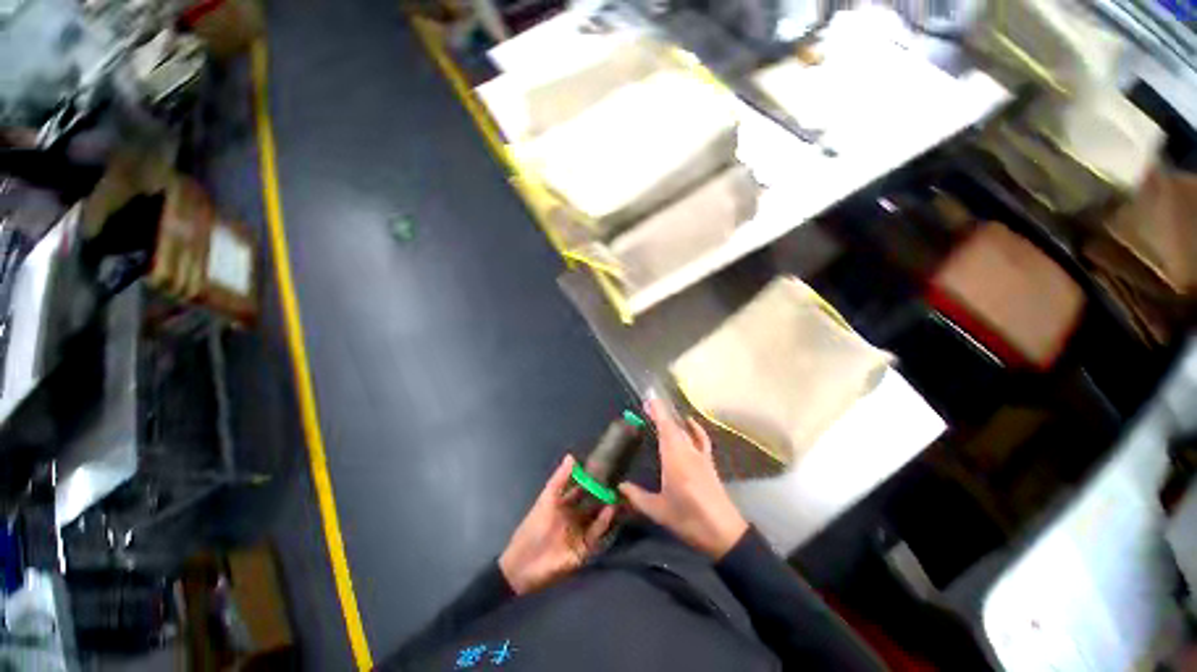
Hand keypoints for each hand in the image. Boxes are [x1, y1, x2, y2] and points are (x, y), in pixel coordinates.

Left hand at [499, 455, 615, 594]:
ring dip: (606, 508)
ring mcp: (579, 533)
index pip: (581, 490)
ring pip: (597, 518)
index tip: (605, 469)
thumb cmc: (534, 527)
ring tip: (618, 495)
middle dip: (603, 495)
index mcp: (563, 505)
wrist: (523, 565)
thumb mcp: (547, 499)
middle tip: (618, 482)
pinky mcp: (584, 550)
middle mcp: (574, 518)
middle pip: (592, 504)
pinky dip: (603, 523)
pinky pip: (596, 535)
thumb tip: (571, 456)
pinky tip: (610, 511)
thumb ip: (559, 479)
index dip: (592, 481)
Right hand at [619, 399, 748, 559]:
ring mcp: (700, 456)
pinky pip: (701, 439)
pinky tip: (690, 423)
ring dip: (673, 420)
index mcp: (675, 459)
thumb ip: (637, 497)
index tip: (649, 398)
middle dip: (661, 413)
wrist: (724, 533)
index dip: (657, 411)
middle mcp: (688, 452)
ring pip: (685, 431)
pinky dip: (695, 428)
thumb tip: (619, 487)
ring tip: (662, 413)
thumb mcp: (659, 511)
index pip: (665, 428)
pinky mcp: (709, 462)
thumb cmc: (689, 520)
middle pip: (674, 426)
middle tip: (647, 406)